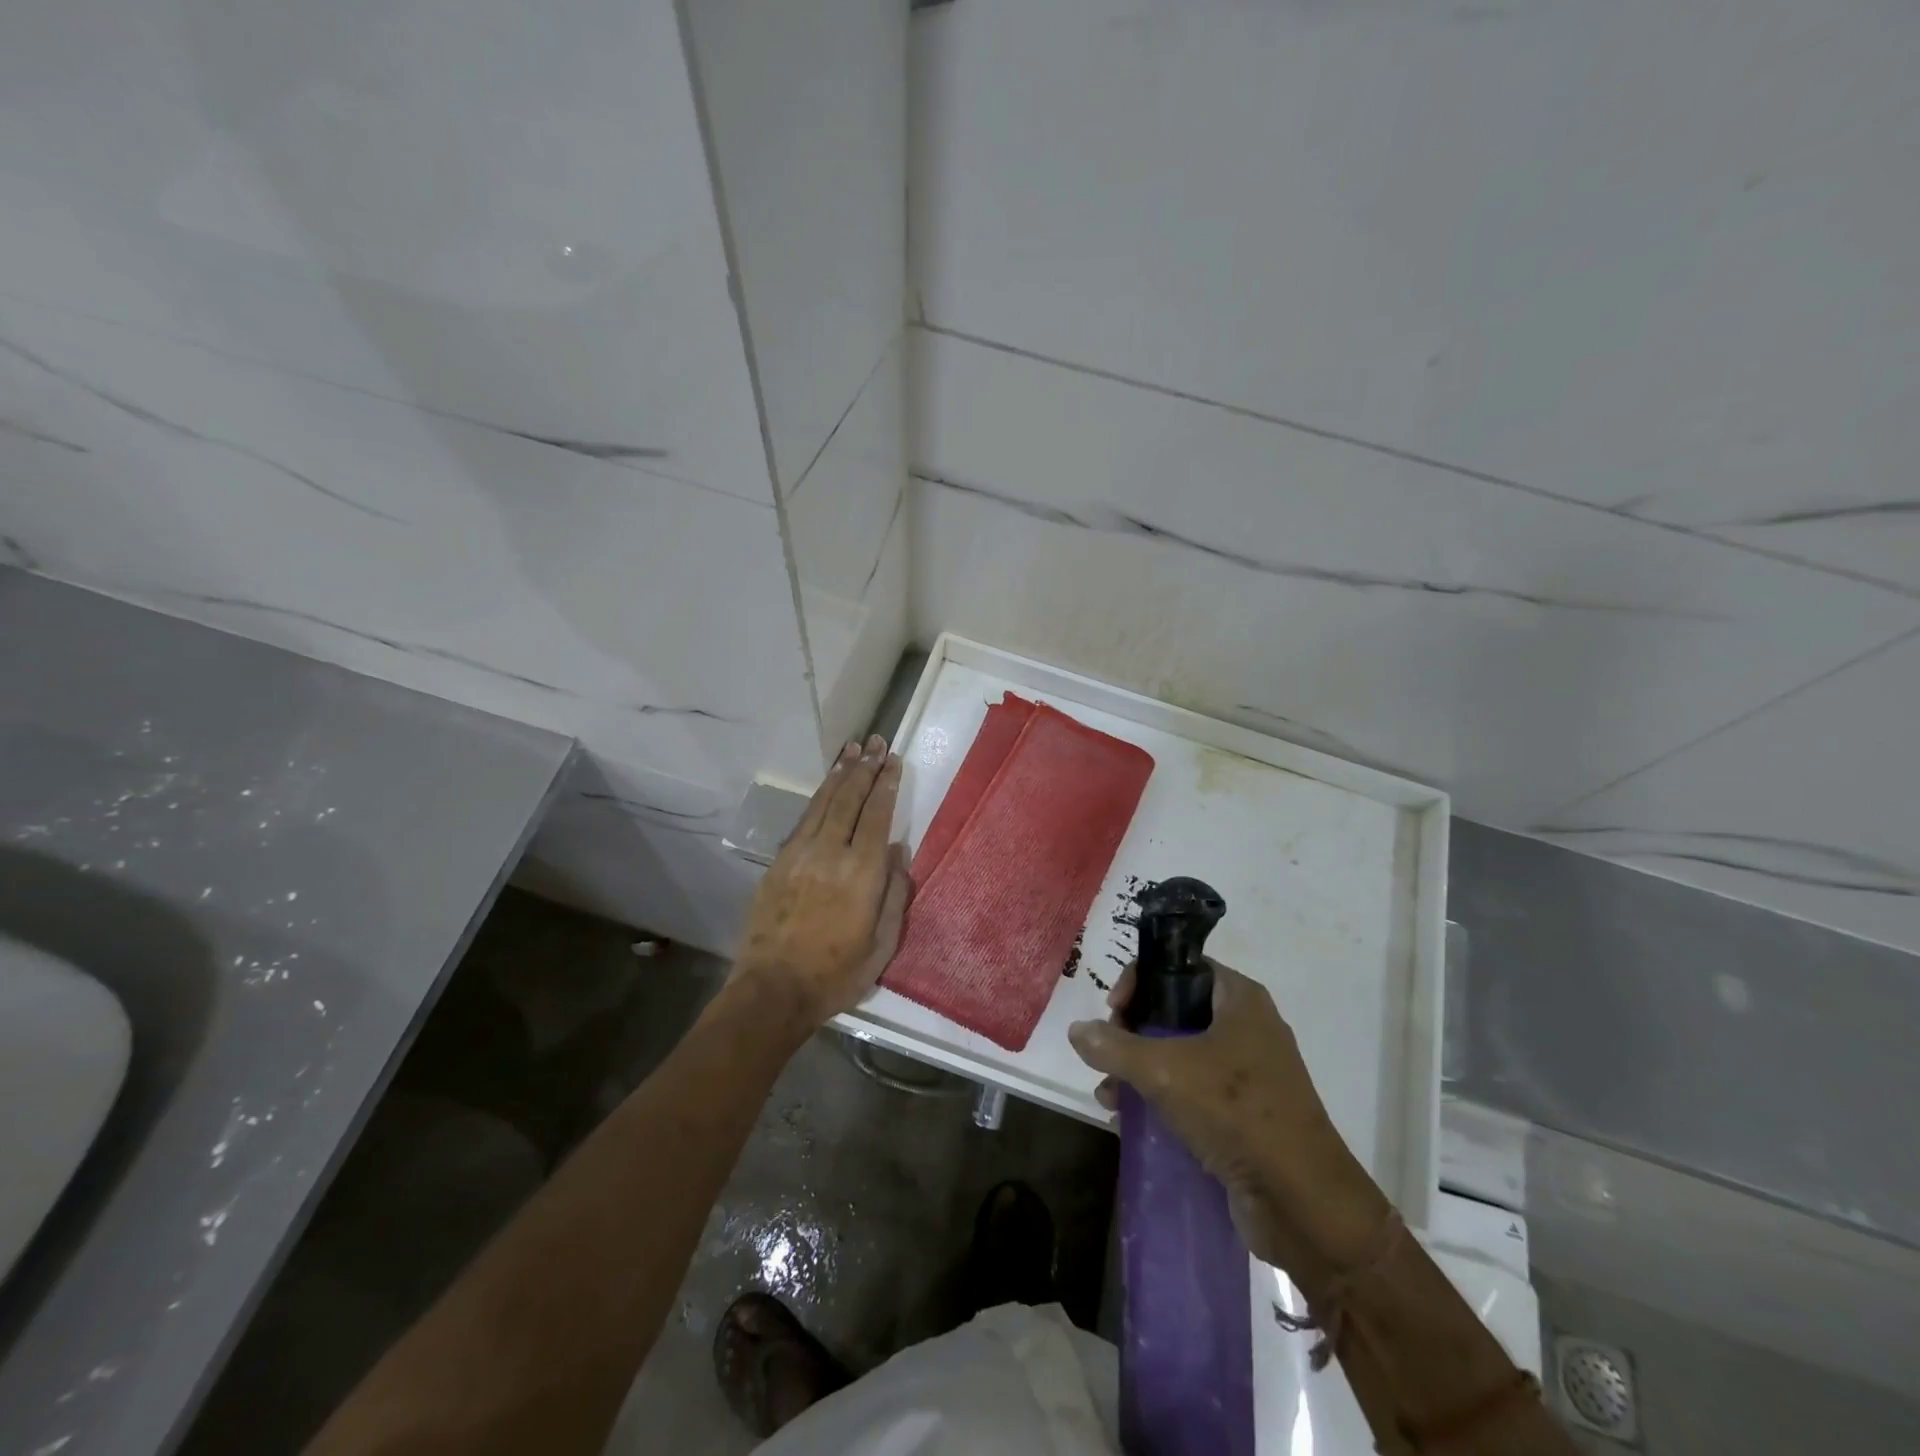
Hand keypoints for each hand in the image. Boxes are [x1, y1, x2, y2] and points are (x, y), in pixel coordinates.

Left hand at [734, 736, 911, 1027]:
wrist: (773, 990)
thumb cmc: (837, 973)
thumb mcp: (882, 943)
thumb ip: (894, 893)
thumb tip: (898, 850)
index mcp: (861, 872)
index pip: (876, 815)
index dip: (885, 784)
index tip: (892, 759)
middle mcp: (830, 852)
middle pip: (849, 799)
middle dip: (864, 767)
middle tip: (875, 741)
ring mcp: (799, 854)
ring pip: (823, 802)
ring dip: (839, 774)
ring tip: (851, 750)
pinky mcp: (779, 862)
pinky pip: (803, 819)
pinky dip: (818, 797)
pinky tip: (826, 787)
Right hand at [1067, 962, 1389, 1274]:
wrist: (1303, 1202)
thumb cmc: (1237, 1113)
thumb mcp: (1166, 1072)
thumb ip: (1116, 1048)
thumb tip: (1077, 1030)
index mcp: (1238, 999)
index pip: (1179, 966)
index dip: (1140, 981)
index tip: (1114, 1011)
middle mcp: (1245, 1027)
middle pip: (1174, 1012)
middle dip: (1132, 1033)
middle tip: (1108, 1055)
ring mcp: (1247, 1073)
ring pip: (1179, 1055)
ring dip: (1138, 1071)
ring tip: (1108, 1096)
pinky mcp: (1244, 1115)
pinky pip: (1192, 1093)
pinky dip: (1160, 1100)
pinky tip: (1128, 1121)